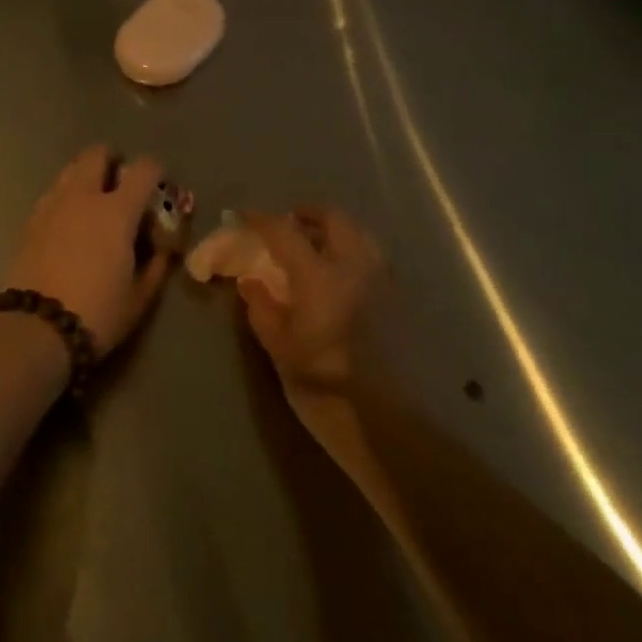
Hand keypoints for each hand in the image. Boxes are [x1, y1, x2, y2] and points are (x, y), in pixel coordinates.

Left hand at [5, 146, 171, 353]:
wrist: (35, 328)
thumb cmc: (96, 314)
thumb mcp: (139, 298)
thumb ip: (156, 266)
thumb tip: (163, 249)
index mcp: (117, 211)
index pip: (144, 169)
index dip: (157, 171)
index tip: (161, 185)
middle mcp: (84, 196)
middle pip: (98, 153)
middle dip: (113, 160)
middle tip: (121, 182)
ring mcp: (53, 204)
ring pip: (71, 169)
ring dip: (86, 174)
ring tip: (94, 202)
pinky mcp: (30, 219)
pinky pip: (53, 192)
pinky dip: (66, 196)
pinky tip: (69, 222)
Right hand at [237, 206, 386, 397]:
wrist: (387, 426)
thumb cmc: (324, 387)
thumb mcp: (279, 349)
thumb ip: (262, 308)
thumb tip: (250, 280)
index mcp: (319, 276)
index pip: (284, 232)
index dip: (261, 220)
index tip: (243, 216)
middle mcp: (354, 267)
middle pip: (332, 219)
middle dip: (307, 215)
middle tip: (288, 223)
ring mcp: (381, 281)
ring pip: (358, 235)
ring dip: (334, 231)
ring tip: (315, 246)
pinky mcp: (397, 300)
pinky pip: (372, 258)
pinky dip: (352, 252)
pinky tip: (340, 276)